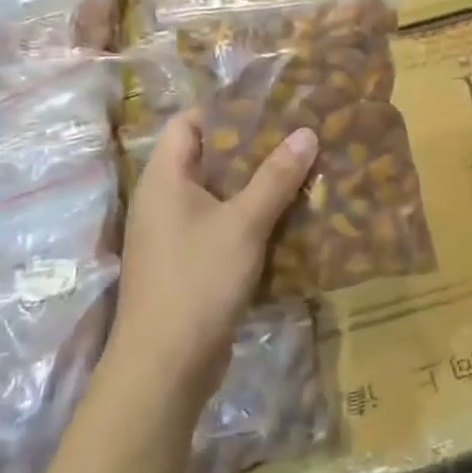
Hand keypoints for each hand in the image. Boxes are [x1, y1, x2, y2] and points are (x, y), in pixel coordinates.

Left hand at [110, 112, 317, 404]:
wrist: (165, 366)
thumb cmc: (198, 280)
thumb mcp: (243, 223)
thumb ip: (275, 176)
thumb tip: (306, 132)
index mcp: (165, 179)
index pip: (188, 123)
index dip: (225, 109)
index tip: (271, 106)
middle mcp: (164, 200)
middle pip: (208, 157)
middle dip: (253, 147)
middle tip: (297, 136)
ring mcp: (175, 234)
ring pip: (219, 194)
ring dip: (256, 184)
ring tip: (301, 169)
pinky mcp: (190, 262)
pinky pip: (222, 225)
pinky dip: (251, 216)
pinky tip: (288, 216)